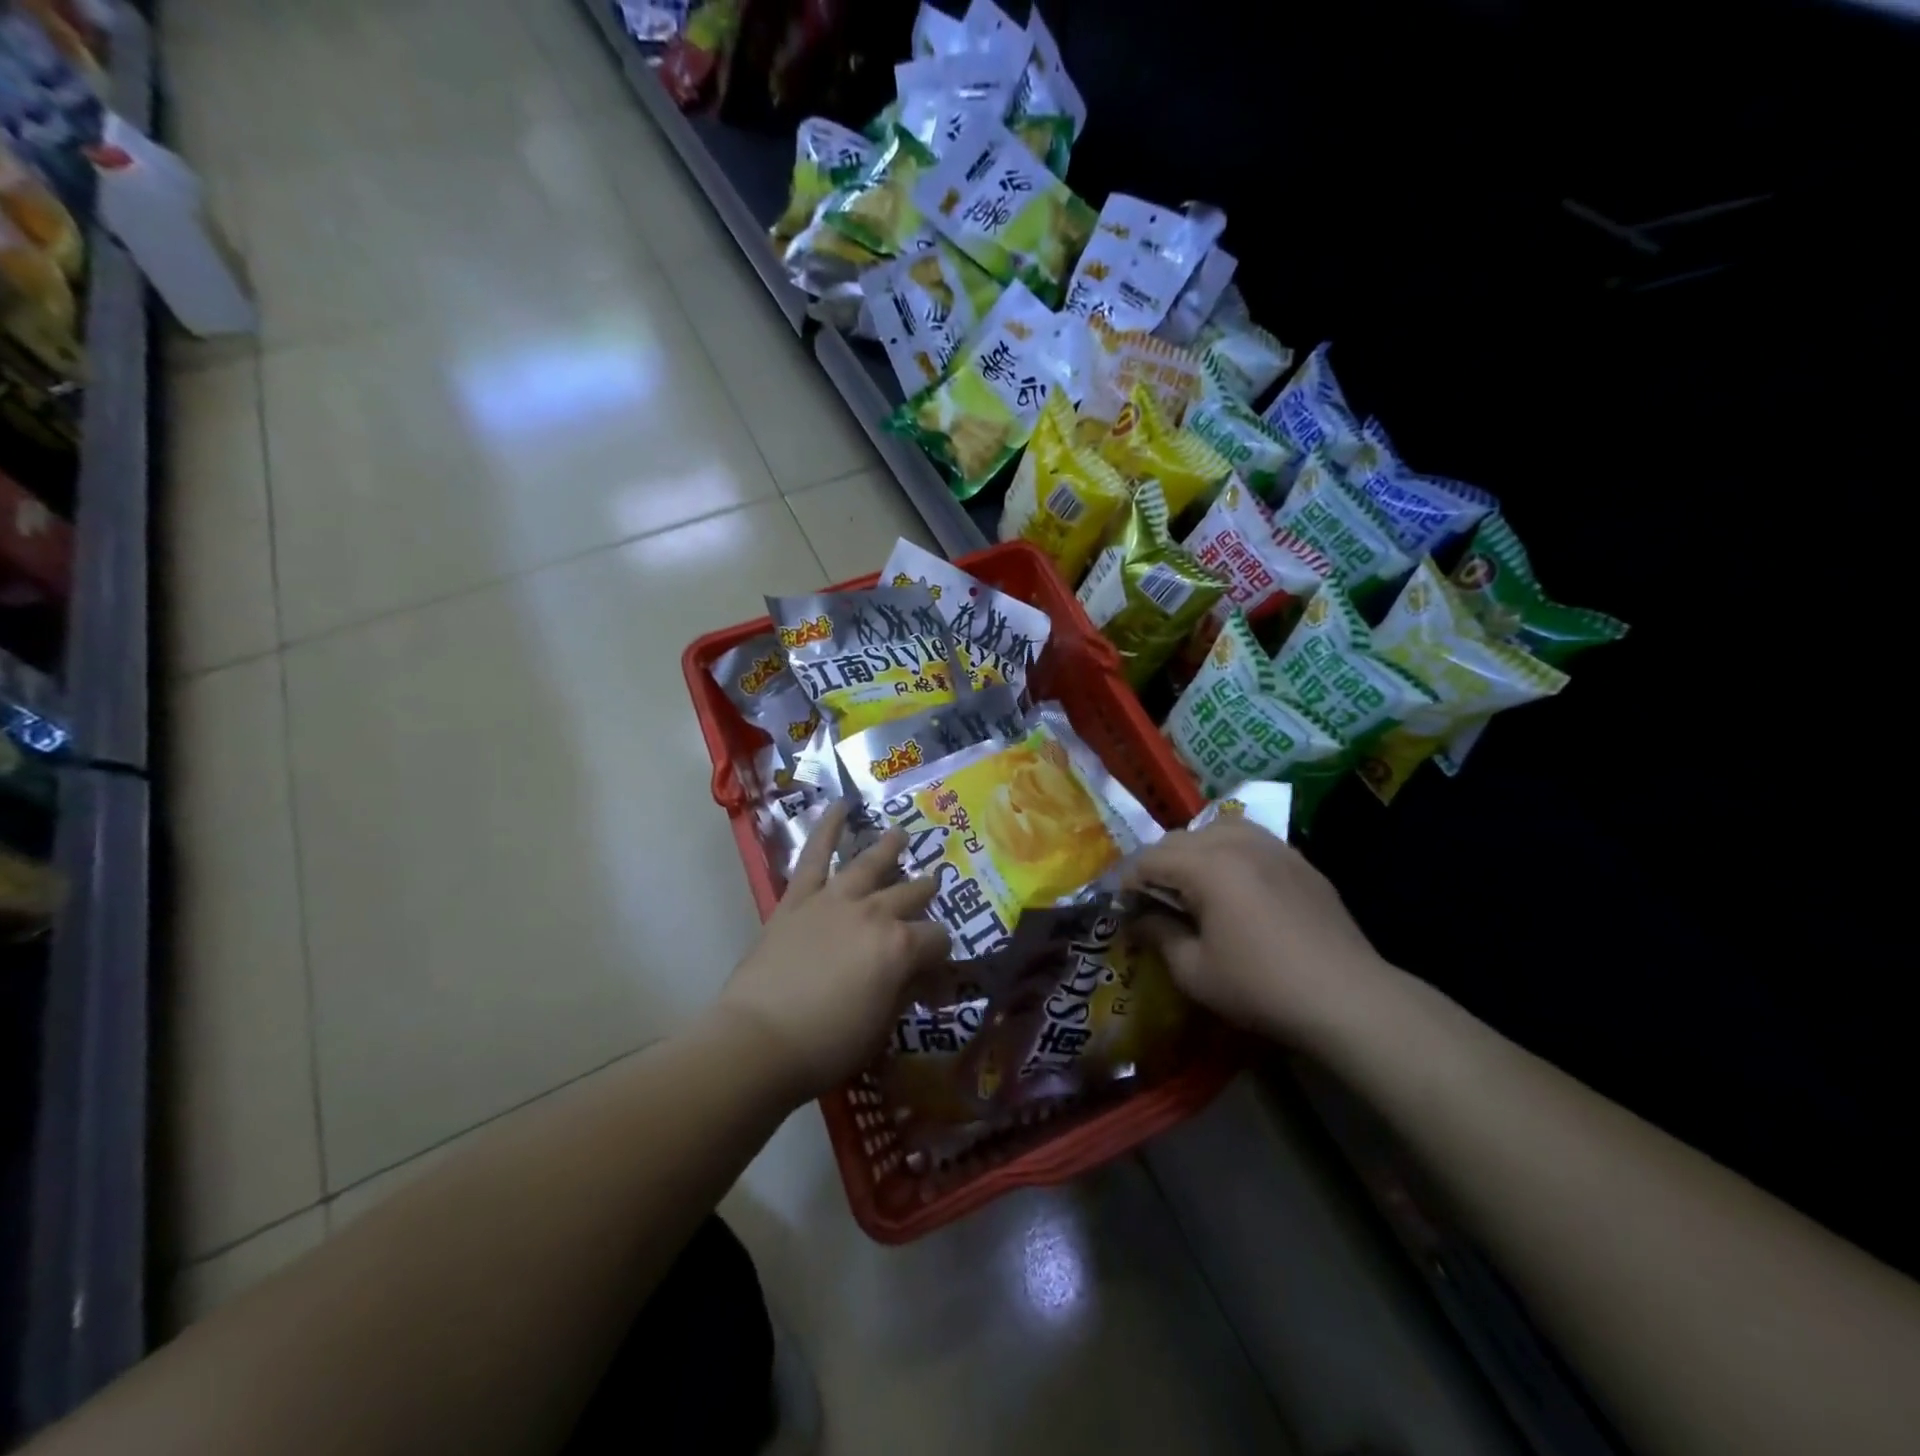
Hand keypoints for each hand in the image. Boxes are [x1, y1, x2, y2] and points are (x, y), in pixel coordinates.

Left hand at [714, 801, 952, 1104]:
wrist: (759, 1040)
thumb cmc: (827, 1044)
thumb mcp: (882, 1027)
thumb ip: (905, 993)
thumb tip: (922, 978)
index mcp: (900, 947)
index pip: (938, 939)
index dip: (942, 956)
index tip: (937, 972)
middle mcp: (874, 913)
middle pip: (910, 895)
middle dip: (924, 892)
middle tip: (932, 885)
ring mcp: (835, 900)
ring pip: (870, 864)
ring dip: (888, 848)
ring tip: (900, 834)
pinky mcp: (798, 899)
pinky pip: (814, 856)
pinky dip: (827, 829)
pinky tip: (839, 806)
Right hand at [1126, 820, 1395, 1044]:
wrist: (1347, 997)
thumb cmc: (1261, 986)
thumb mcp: (1195, 972)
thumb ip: (1159, 935)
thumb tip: (1138, 919)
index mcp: (1206, 866)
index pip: (1149, 859)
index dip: (1129, 882)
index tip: (1125, 909)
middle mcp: (1237, 843)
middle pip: (1180, 838)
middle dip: (1159, 865)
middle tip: (1155, 901)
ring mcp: (1273, 847)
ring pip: (1217, 829)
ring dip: (1195, 851)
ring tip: (1195, 885)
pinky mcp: (1299, 860)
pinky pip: (1252, 840)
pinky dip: (1231, 852)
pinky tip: (1237, 885)